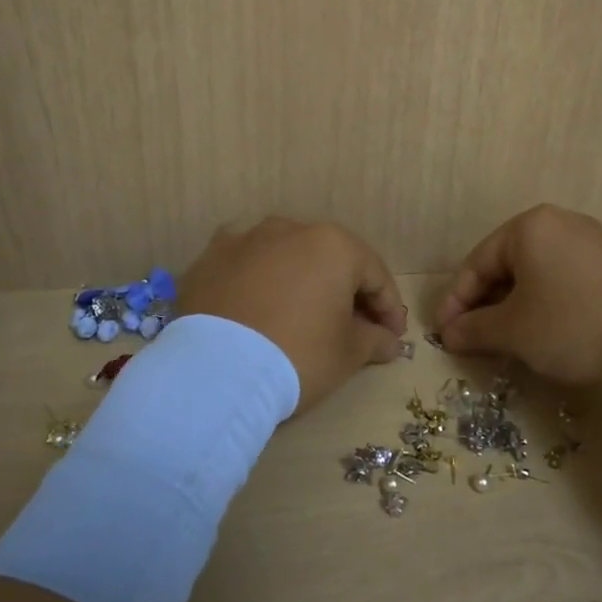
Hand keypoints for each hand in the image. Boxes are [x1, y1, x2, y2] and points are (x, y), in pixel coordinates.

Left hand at [177, 217, 407, 412]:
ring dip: (299, 283)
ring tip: (301, 317)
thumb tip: (390, 340)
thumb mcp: (348, 354)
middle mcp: (289, 229)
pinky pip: (245, 269)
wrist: (214, 372)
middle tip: (353, 328)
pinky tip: (257, 312)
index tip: (393, 337)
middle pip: (329, 261)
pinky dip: (257, 286)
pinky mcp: (208, 260)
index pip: (374, 274)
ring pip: (284, 259)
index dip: (389, 308)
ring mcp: (243, 240)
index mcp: (332, 245)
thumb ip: (375, 340)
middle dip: (344, 292)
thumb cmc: (297, 355)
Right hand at [435, 205, 601, 386]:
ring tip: (507, 342)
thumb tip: (448, 334)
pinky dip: (546, 305)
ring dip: (515, 308)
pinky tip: (548, 334)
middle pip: (507, 265)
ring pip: (537, 275)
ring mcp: (593, 242)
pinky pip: (565, 280)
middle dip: (486, 305)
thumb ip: (474, 329)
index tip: (443, 334)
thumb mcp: (514, 331)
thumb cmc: (573, 324)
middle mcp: (560, 223)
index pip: (477, 263)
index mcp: (529, 227)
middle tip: (473, 340)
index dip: (456, 302)